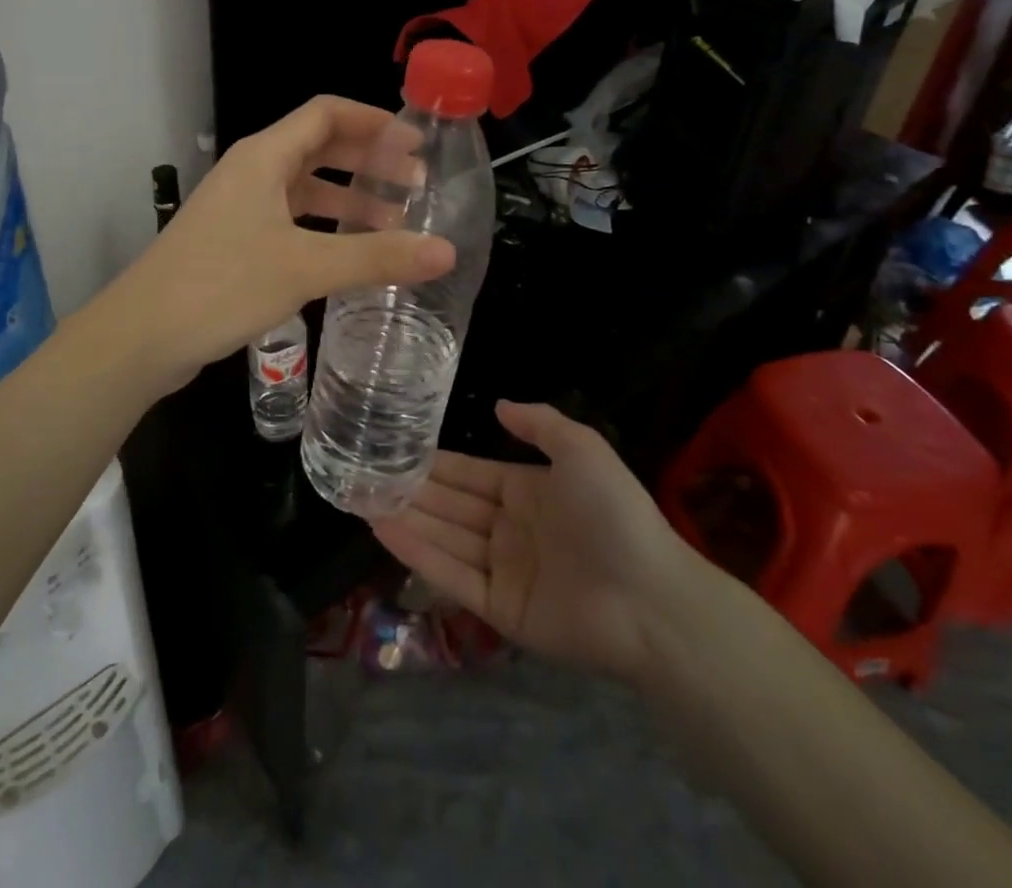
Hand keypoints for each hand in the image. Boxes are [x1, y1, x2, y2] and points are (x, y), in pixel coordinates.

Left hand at [96, 96, 455, 388]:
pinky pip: (289, 220)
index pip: (326, 114)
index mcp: (264, 157)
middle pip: (318, 148)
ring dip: (348, 200)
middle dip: (368, 162)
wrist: (142, 334)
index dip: (374, 121)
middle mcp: (251, 172)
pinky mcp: (233, 241)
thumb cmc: (222, 285)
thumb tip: (446, 251)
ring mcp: (239, 207)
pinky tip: (349, 255)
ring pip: (304, 189)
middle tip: (416, 185)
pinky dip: (323, 228)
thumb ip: (376, 258)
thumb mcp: (305, 267)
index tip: (416, 143)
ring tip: (396, 223)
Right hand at [371, 402, 695, 679]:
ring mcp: (504, 571)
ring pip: (444, 538)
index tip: (394, 450)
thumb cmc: (613, 514)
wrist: (651, 599)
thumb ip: (539, 423)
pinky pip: (452, 576)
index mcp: (528, 491)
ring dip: (404, 519)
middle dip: (409, 491)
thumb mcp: (582, 449)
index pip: (469, 474)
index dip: (433, 463)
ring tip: (359, 500)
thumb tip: (497, 402)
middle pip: (450, 506)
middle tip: (362, 475)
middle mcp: (510, 529)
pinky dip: (418, 553)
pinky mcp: (500, 609)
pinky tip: (384, 530)